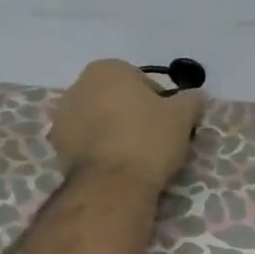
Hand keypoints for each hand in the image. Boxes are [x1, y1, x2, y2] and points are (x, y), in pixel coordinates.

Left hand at [49, 59, 205, 190]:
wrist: (112, 184)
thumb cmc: (148, 140)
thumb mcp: (182, 117)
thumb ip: (191, 100)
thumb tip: (197, 95)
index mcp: (108, 69)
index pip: (143, 82)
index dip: (161, 103)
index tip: (169, 124)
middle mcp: (78, 85)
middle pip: (117, 99)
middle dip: (133, 114)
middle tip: (154, 140)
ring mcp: (63, 116)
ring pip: (100, 120)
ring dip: (114, 131)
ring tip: (134, 156)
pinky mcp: (56, 145)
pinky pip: (86, 141)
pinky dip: (100, 148)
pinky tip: (116, 166)